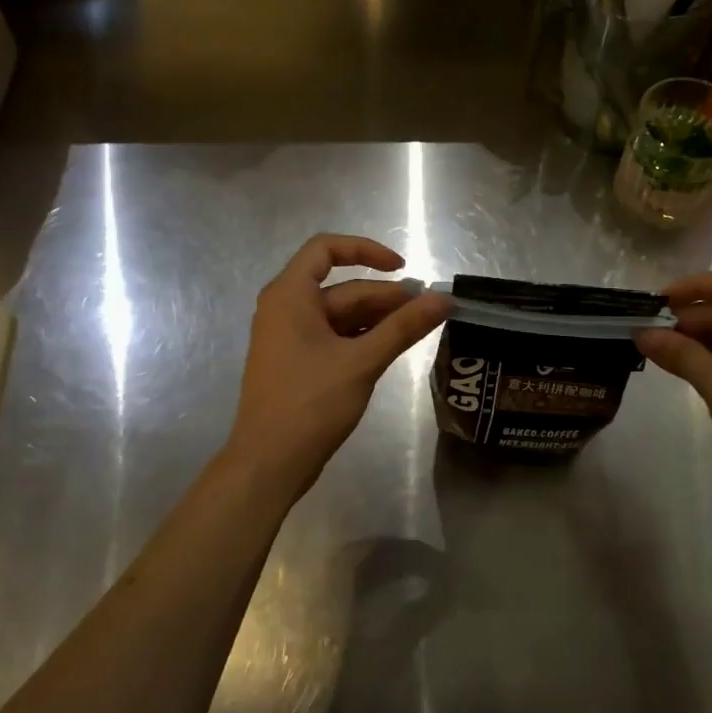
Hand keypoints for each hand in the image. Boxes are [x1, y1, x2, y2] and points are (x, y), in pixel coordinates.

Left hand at [226, 234, 449, 498]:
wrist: (269, 462)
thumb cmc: (310, 403)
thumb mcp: (362, 361)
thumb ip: (403, 327)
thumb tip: (443, 299)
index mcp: (290, 296)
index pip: (326, 249)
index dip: (366, 250)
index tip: (403, 268)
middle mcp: (287, 309)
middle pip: (343, 288)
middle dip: (386, 296)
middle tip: (428, 310)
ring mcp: (291, 338)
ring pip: (342, 315)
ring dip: (379, 319)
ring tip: (418, 329)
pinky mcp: (299, 363)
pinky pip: (336, 338)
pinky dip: (364, 339)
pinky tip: (393, 348)